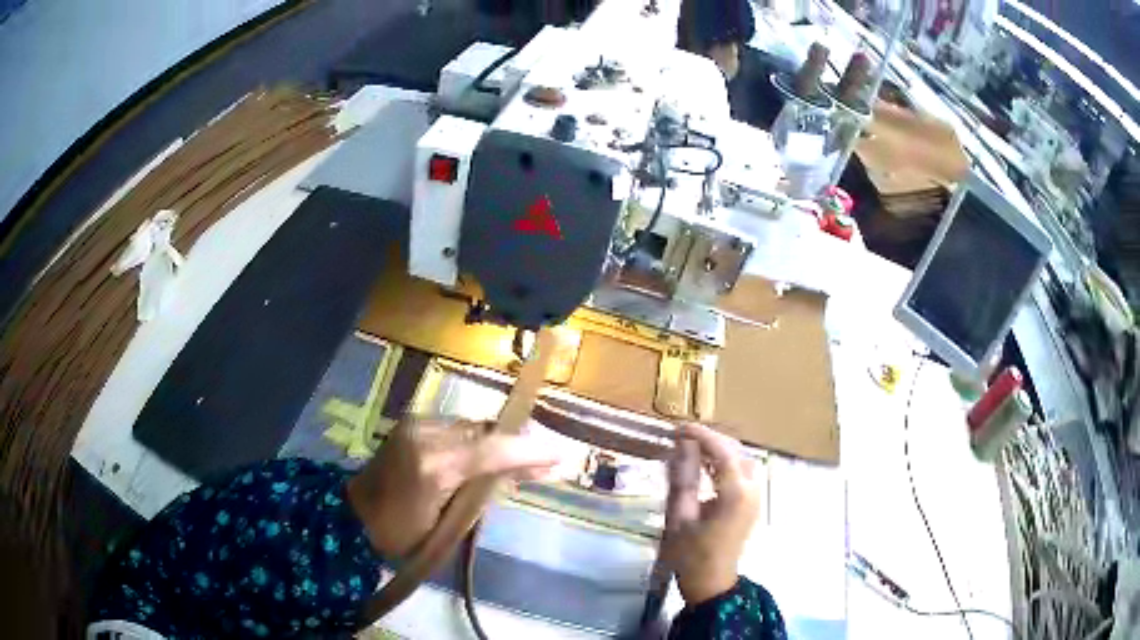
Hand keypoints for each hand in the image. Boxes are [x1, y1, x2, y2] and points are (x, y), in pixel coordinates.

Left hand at [347, 417, 559, 558]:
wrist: (352, 514)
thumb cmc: (400, 534)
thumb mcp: (447, 524)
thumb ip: (484, 494)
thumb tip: (526, 474)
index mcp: (433, 467)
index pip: (492, 450)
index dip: (529, 451)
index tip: (561, 455)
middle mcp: (425, 434)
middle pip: (486, 432)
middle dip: (518, 444)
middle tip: (548, 459)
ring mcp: (417, 424)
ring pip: (473, 427)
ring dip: (499, 442)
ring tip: (523, 459)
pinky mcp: (413, 422)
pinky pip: (458, 428)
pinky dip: (478, 440)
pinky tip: (490, 454)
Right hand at [662, 423, 762, 604]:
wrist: (711, 582)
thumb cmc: (690, 553)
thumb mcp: (679, 515)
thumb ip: (683, 477)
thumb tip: (682, 445)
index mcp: (735, 493)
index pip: (722, 450)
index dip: (701, 435)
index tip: (678, 428)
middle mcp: (751, 489)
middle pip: (736, 451)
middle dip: (711, 439)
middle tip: (682, 437)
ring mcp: (755, 497)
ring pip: (741, 460)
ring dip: (719, 450)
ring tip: (691, 448)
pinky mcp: (751, 504)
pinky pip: (742, 473)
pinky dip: (725, 464)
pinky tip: (705, 467)